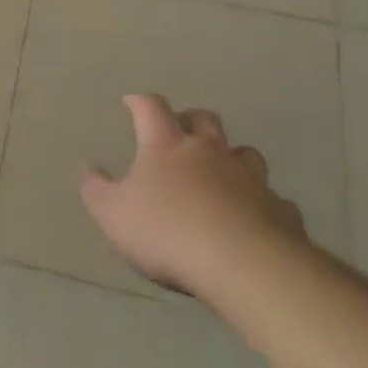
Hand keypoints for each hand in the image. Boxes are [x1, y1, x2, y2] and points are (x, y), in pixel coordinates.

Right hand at [81, 94, 306, 300]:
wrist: (244, 265)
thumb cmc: (167, 231)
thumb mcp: (112, 214)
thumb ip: (96, 189)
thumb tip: (88, 168)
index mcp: (167, 146)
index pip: (152, 108)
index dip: (140, 102)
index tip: (131, 101)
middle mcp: (210, 152)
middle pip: (204, 120)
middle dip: (189, 119)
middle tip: (179, 129)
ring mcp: (250, 178)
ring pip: (244, 153)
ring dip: (230, 156)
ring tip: (220, 172)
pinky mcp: (279, 210)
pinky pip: (271, 198)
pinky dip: (259, 202)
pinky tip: (253, 218)